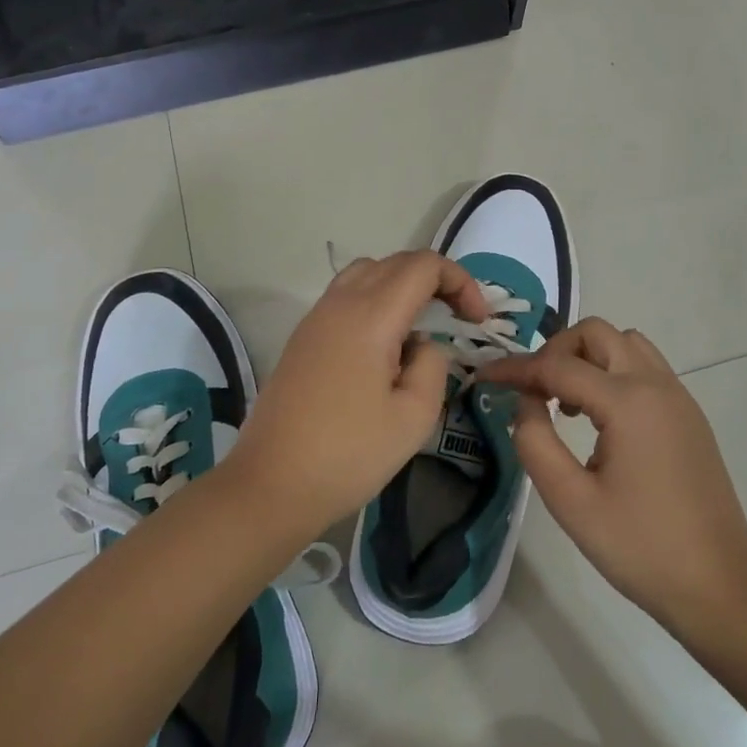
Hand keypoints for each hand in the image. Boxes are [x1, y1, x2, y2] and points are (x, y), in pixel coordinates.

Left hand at [229, 251, 489, 535]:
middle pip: (396, 262)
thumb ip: (432, 365)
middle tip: (458, 319)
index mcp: (370, 316)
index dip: (459, 282)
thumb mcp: (414, 416)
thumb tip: (421, 345)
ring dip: (403, 286)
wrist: (271, 484)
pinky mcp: (303, 336)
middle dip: (436, 281)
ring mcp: (316, 317)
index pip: (423, 265)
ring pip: (368, 273)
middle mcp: (340, 303)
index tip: (475, 321)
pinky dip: (376, 301)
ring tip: (423, 326)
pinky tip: (385, 346)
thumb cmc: (348, 454)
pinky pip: (346, 295)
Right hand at [484, 319, 746, 637]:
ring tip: (567, 403)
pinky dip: (614, 373)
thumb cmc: (640, 548)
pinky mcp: (689, 417)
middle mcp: (656, 385)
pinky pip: (645, 369)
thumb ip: (535, 442)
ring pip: (626, 344)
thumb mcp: (570, 501)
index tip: (484, 376)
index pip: (558, 366)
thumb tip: (526, 402)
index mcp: (628, 402)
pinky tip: (600, 421)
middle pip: (597, 334)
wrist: (720, 588)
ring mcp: (679, 398)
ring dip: (589, 358)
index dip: (515, 368)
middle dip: (557, 350)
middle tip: (534, 390)